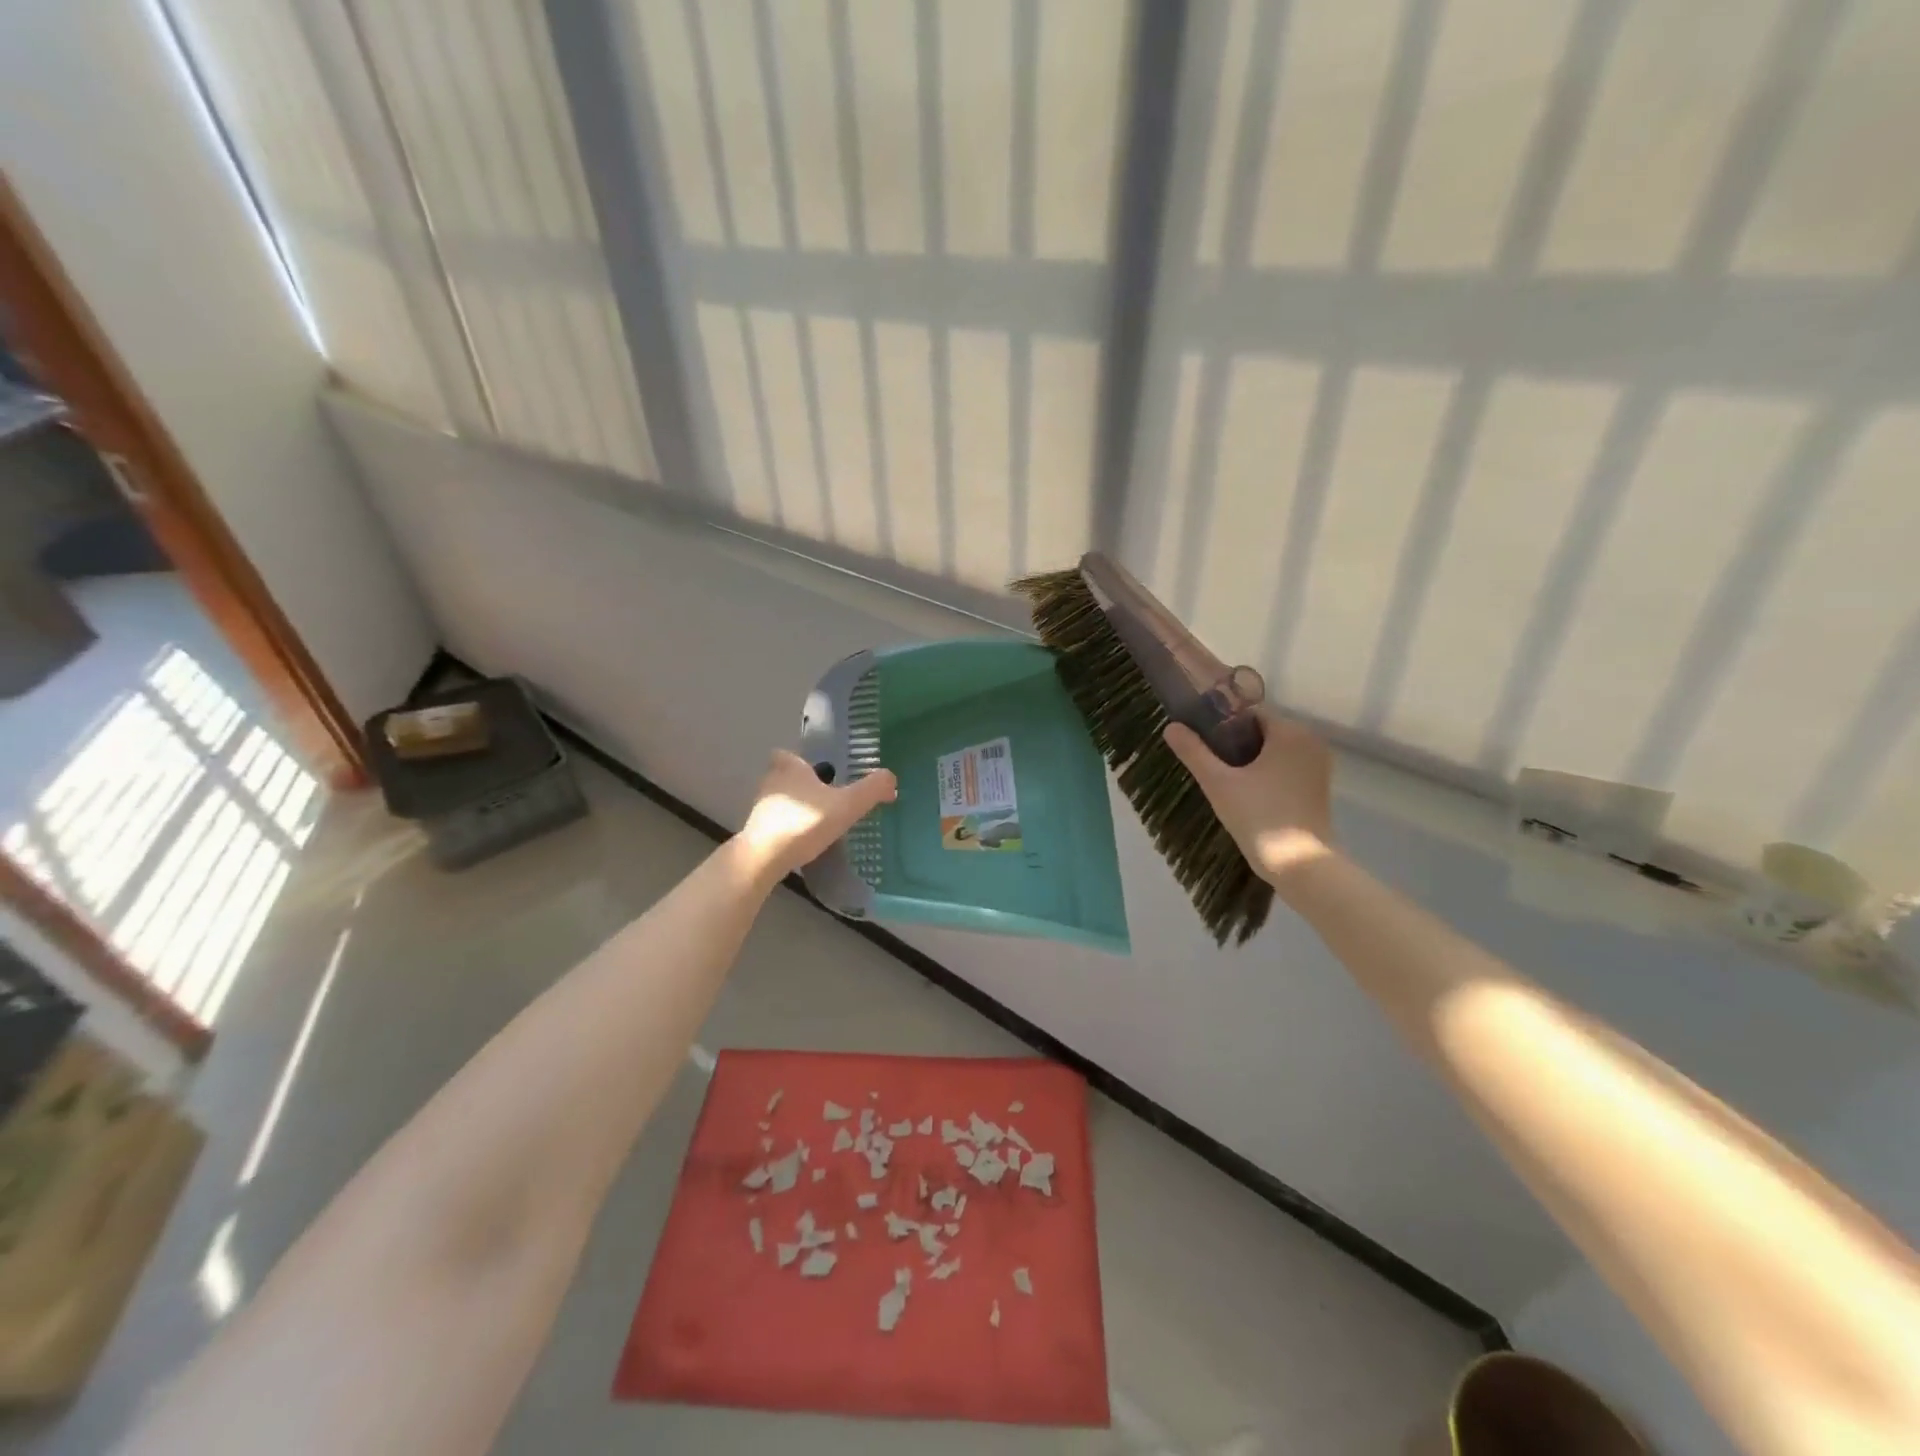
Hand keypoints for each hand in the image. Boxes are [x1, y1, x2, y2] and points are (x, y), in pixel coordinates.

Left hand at [736, 750, 897, 881]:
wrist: (763, 859)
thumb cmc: (804, 823)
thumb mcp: (847, 805)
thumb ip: (871, 790)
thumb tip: (891, 778)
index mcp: (790, 768)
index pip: (788, 755)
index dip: (799, 761)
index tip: (816, 772)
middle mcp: (771, 783)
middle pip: (784, 777)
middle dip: (801, 785)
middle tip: (824, 798)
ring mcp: (760, 809)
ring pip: (780, 801)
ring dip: (795, 808)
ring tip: (818, 822)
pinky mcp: (756, 833)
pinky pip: (775, 824)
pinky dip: (788, 829)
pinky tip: (805, 842)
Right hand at [1163, 706, 1334, 886]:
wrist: (1301, 865)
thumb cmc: (1259, 817)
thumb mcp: (1218, 783)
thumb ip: (1194, 752)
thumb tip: (1171, 727)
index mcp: (1290, 732)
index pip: (1248, 711)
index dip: (1220, 721)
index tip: (1199, 739)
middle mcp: (1310, 741)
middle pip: (1261, 729)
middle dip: (1232, 741)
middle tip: (1206, 762)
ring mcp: (1318, 764)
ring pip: (1273, 749)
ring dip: (1248, 758)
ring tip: (1222, 778)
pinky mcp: (1318, 786)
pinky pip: (1284, 766)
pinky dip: (1264, 771)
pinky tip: (1244, 791)